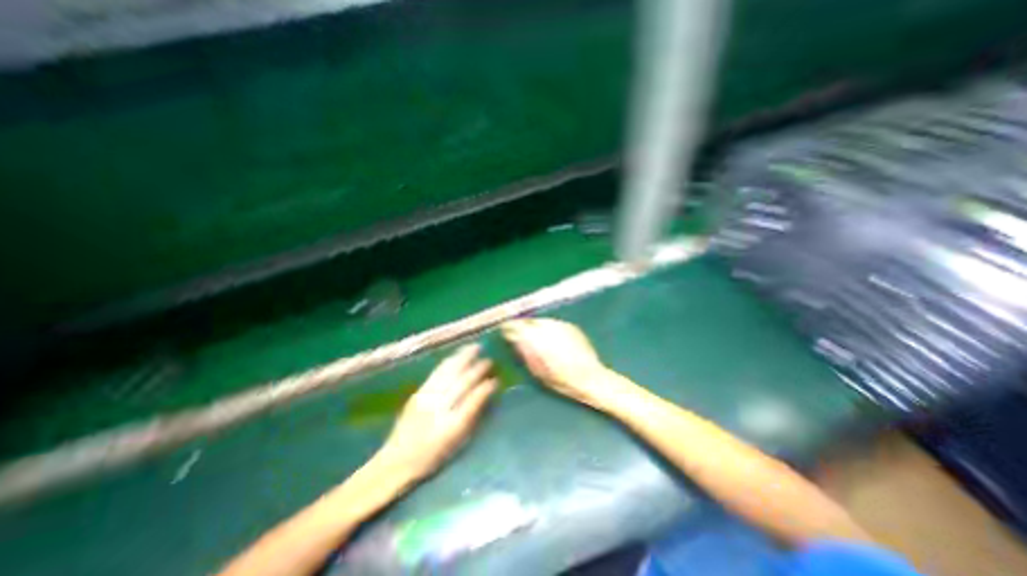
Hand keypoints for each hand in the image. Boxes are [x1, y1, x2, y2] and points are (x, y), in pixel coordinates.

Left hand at [373, 343, 498, 480]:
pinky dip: (449, 362)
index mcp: (451, 426)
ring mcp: (427, 397)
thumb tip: (486, 394)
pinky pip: (437, 372)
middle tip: (489, 359)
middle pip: (461, 382)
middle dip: (477, 369)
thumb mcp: (457, 442)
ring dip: (463, 358)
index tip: (496, 379)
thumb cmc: (432, 455)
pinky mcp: (418, 392)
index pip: (473, 400)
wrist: (396, 460)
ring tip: (474, 348)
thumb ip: (472, 416)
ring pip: (448, 372)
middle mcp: (439, 408)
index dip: (486, 388)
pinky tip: (455, 356)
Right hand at [501, 320, 620, 408]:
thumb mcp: (537, 370)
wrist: (590, 377)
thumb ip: (524, 352)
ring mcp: (560, 324)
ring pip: (541, 321)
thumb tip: (515, 340)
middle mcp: (547, 326)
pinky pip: (554, 323)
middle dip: (522, 325)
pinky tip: (551, 337)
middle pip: (528, 321)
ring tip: (534, 335)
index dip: (509, 327)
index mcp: (536, 338)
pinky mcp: (570, 326)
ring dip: (535, 326)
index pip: (516, 326)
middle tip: (518, 332)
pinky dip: (549, 328)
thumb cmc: (561, 380)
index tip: (505, 330)